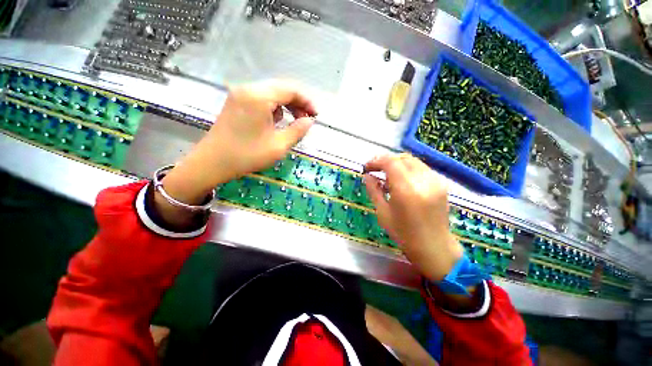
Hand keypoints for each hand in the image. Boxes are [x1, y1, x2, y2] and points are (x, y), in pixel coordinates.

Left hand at [156, 80, 316, 225]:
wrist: (212, 162)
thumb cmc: (247, 155)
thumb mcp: (278, 145)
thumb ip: (297, 130)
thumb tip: (310, 121)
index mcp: (259, 97)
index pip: (290, 90)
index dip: (307, 101)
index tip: (316, 115)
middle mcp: (249, 89)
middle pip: (281, 89)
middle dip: (298, 103)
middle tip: (307, 119)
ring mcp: (240, 94)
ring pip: (271, 93)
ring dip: (286, 105)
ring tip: (294, 122)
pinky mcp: (236, 102)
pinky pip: (261, 99)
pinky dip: (274, 107)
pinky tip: (277, 121)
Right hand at [364, 154, 463, 281]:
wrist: (435, 247)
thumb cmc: (404, 234)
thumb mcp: (383, 213)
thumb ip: (374, 190)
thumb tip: (367, 175)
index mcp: (406, 191)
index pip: (390, 162)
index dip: (376, 161)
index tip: (367, 167)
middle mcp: (423, 181)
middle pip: (402, 158)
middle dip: (385, 161)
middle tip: (375, 170)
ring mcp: (435, 181)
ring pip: (412, 160)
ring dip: (396, 163)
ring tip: (387, 176)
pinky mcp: (441, 183)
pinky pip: (420, 168)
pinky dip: (407, 169)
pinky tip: (402, 180)